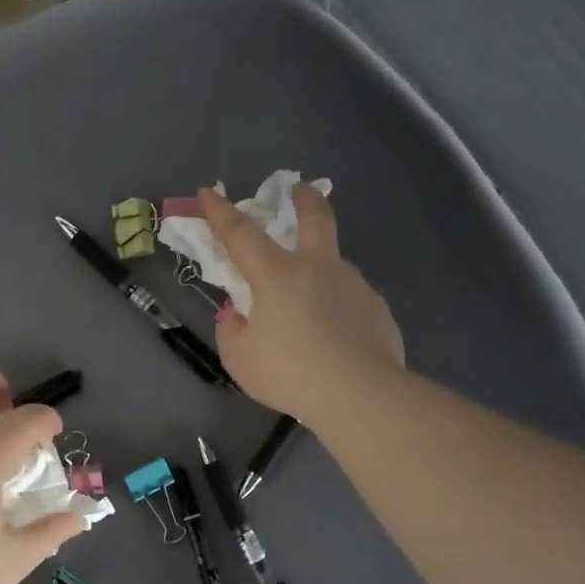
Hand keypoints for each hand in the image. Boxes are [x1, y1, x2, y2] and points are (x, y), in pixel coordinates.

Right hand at [200, 183, 404, 424]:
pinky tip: (339, 338)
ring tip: (313, 307)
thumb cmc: (290, 373)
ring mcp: (354, 286)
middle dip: (305, 199)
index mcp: (277, 275)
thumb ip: (233, 331)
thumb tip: (238, 316)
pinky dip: (341, 309)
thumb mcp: (241, 359)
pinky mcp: (378, 310)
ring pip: (335, 265)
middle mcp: (319, 268)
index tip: (207, 191)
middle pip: (315, 219)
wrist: (360, 394)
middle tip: (301, 189)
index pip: (240, 233)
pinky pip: (352, 301)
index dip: (220, 212)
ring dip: (322, 270)